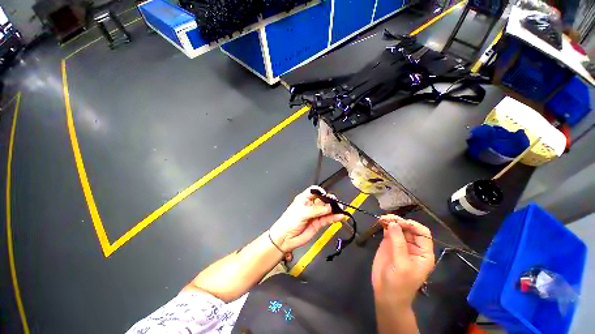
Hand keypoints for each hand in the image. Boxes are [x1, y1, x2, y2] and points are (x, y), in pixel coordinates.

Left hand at [269, 186, 344, 251]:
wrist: (285, 238)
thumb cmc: (288, 222)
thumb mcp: (302, 213)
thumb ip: (316, 210)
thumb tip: (328, 207)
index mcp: (304, 199)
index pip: (314, 191)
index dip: (321, 191)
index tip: (326, 195)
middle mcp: (310, 206)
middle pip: (322, 200)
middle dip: (330, 201)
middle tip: (335, 202)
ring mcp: (315, 214)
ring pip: (326, 210)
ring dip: (334, 210)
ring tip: (340, 209)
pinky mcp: (318, 223)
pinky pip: (327, 219)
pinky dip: (334, 218)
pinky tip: (339, 217)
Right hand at [372, 215, 434, 309]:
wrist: (386, 294)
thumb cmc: (399, 283)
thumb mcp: (402, 264)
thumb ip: (398, 243)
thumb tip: (393, 223)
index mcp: (423, 252)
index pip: (422, 233)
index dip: (413, 225)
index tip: (400, 223)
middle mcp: (412, 246)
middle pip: (408, 228)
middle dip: (399, 221)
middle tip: (387, 218)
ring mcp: (399, 244)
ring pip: (398, 227)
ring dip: (391, 221)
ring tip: (382, 218)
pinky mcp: (388, 243)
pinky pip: (388, 230)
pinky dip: (384, 224)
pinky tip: (380, 221)